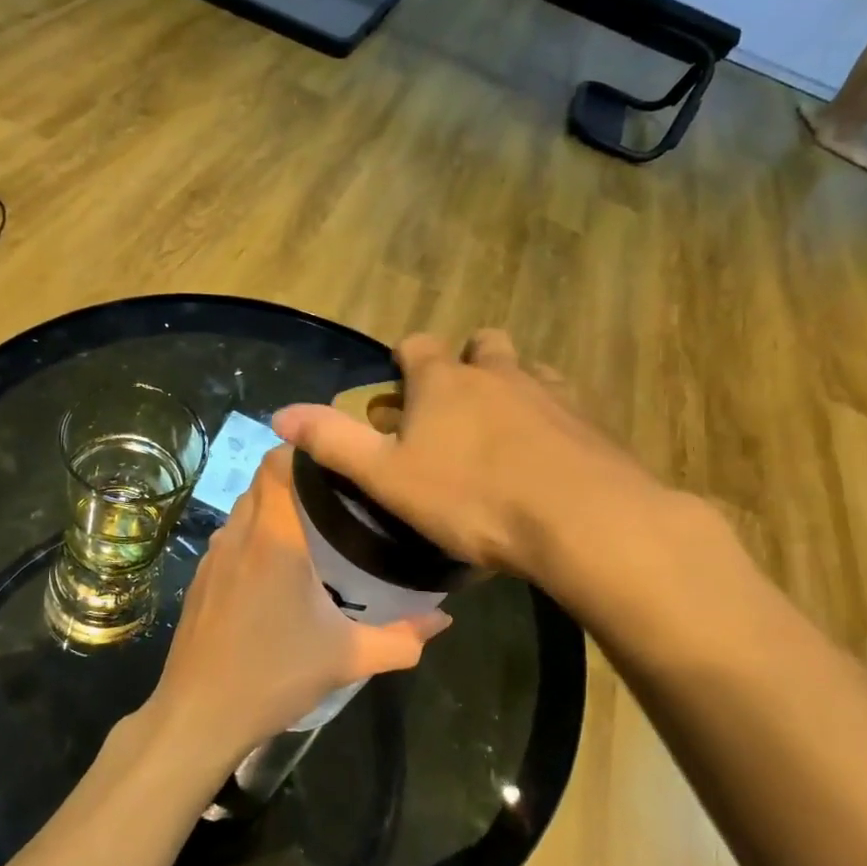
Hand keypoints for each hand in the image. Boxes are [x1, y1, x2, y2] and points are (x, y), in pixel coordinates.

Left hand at [147, 448, 449, 762]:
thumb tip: (442, 618)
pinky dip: (254, 533)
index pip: (278, 462)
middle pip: (262, 479)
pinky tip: (275, 567)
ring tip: (312, 526)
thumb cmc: (274, 675)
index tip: (338, 461)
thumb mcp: (347, 658)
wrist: (198, 715)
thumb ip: (402, 638)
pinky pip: (231, 534)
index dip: (304, 450)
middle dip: (297, 477)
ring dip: (274, 505)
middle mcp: (239, 533)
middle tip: (338, 494)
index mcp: (274, 537)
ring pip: (245, 507)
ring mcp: (213, 554)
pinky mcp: (201, 576)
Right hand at [273, 330, 685, 587]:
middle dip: (464, 364)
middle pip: (480, 345)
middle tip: (454, 408)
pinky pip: (562, 404)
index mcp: (444, 381)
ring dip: (509, 387)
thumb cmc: (472, 497)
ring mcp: (548, 392)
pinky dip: (549, 418)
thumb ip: (333, 442)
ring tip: (501, 431)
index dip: (405, 360)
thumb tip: (278, 413)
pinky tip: (546, 456)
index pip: (417, 345)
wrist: (582, 520)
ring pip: (525, 370)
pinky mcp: (588, 420)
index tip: (400, 386)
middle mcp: (497, 372)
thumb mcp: (388, 477)